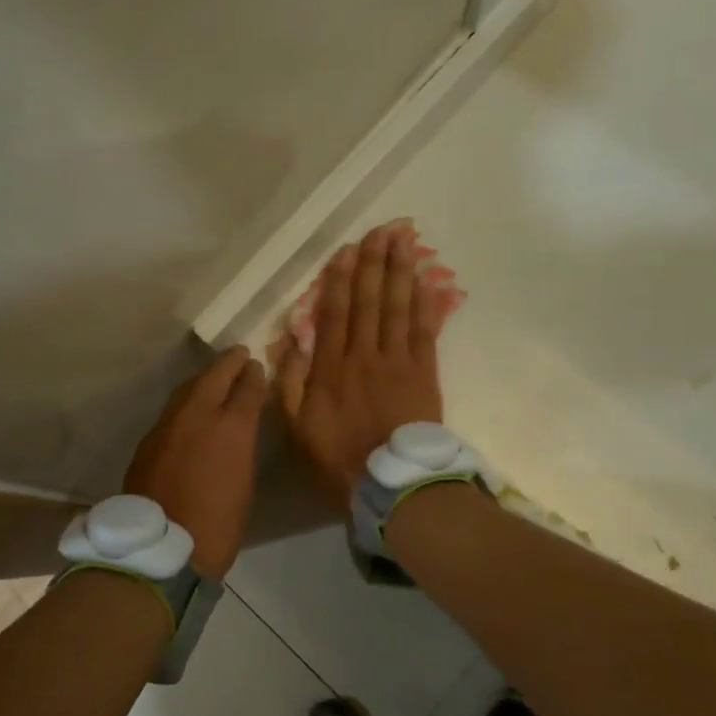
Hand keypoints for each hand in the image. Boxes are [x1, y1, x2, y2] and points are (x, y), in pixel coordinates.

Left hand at [124, 345, 268, 580]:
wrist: (162, 547)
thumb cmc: (218, 525)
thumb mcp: (243, 482)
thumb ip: (241, 446)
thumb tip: (238, 430)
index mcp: (232, 427)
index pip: (247, 387)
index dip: (254, 375)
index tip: (257, 367)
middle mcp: (199, 414)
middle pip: (214, 376)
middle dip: (229, 363)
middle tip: (239, 354)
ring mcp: (169, 424)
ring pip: (188, 388)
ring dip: (204, 379)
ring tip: (215, 376)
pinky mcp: (149, 438)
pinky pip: (172, 410)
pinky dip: (186, 402)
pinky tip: (190, 408)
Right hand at [270, 221, 443, 507]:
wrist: (391, 485)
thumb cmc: (338, 457)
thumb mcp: (296, 426)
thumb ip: (290, 383)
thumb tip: (290, 342)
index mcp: (330, 367)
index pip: (336, 313)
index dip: (341, 279)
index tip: (347, 251)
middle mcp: (364, 355)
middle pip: (370, 301)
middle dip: (374, 263)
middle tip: (382, 230)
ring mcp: (397, 361)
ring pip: (397, 308)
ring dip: (400, 272)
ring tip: (404, 241)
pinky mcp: (424, 373)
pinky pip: (424, 331)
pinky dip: (425, 303)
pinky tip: (426, 280)